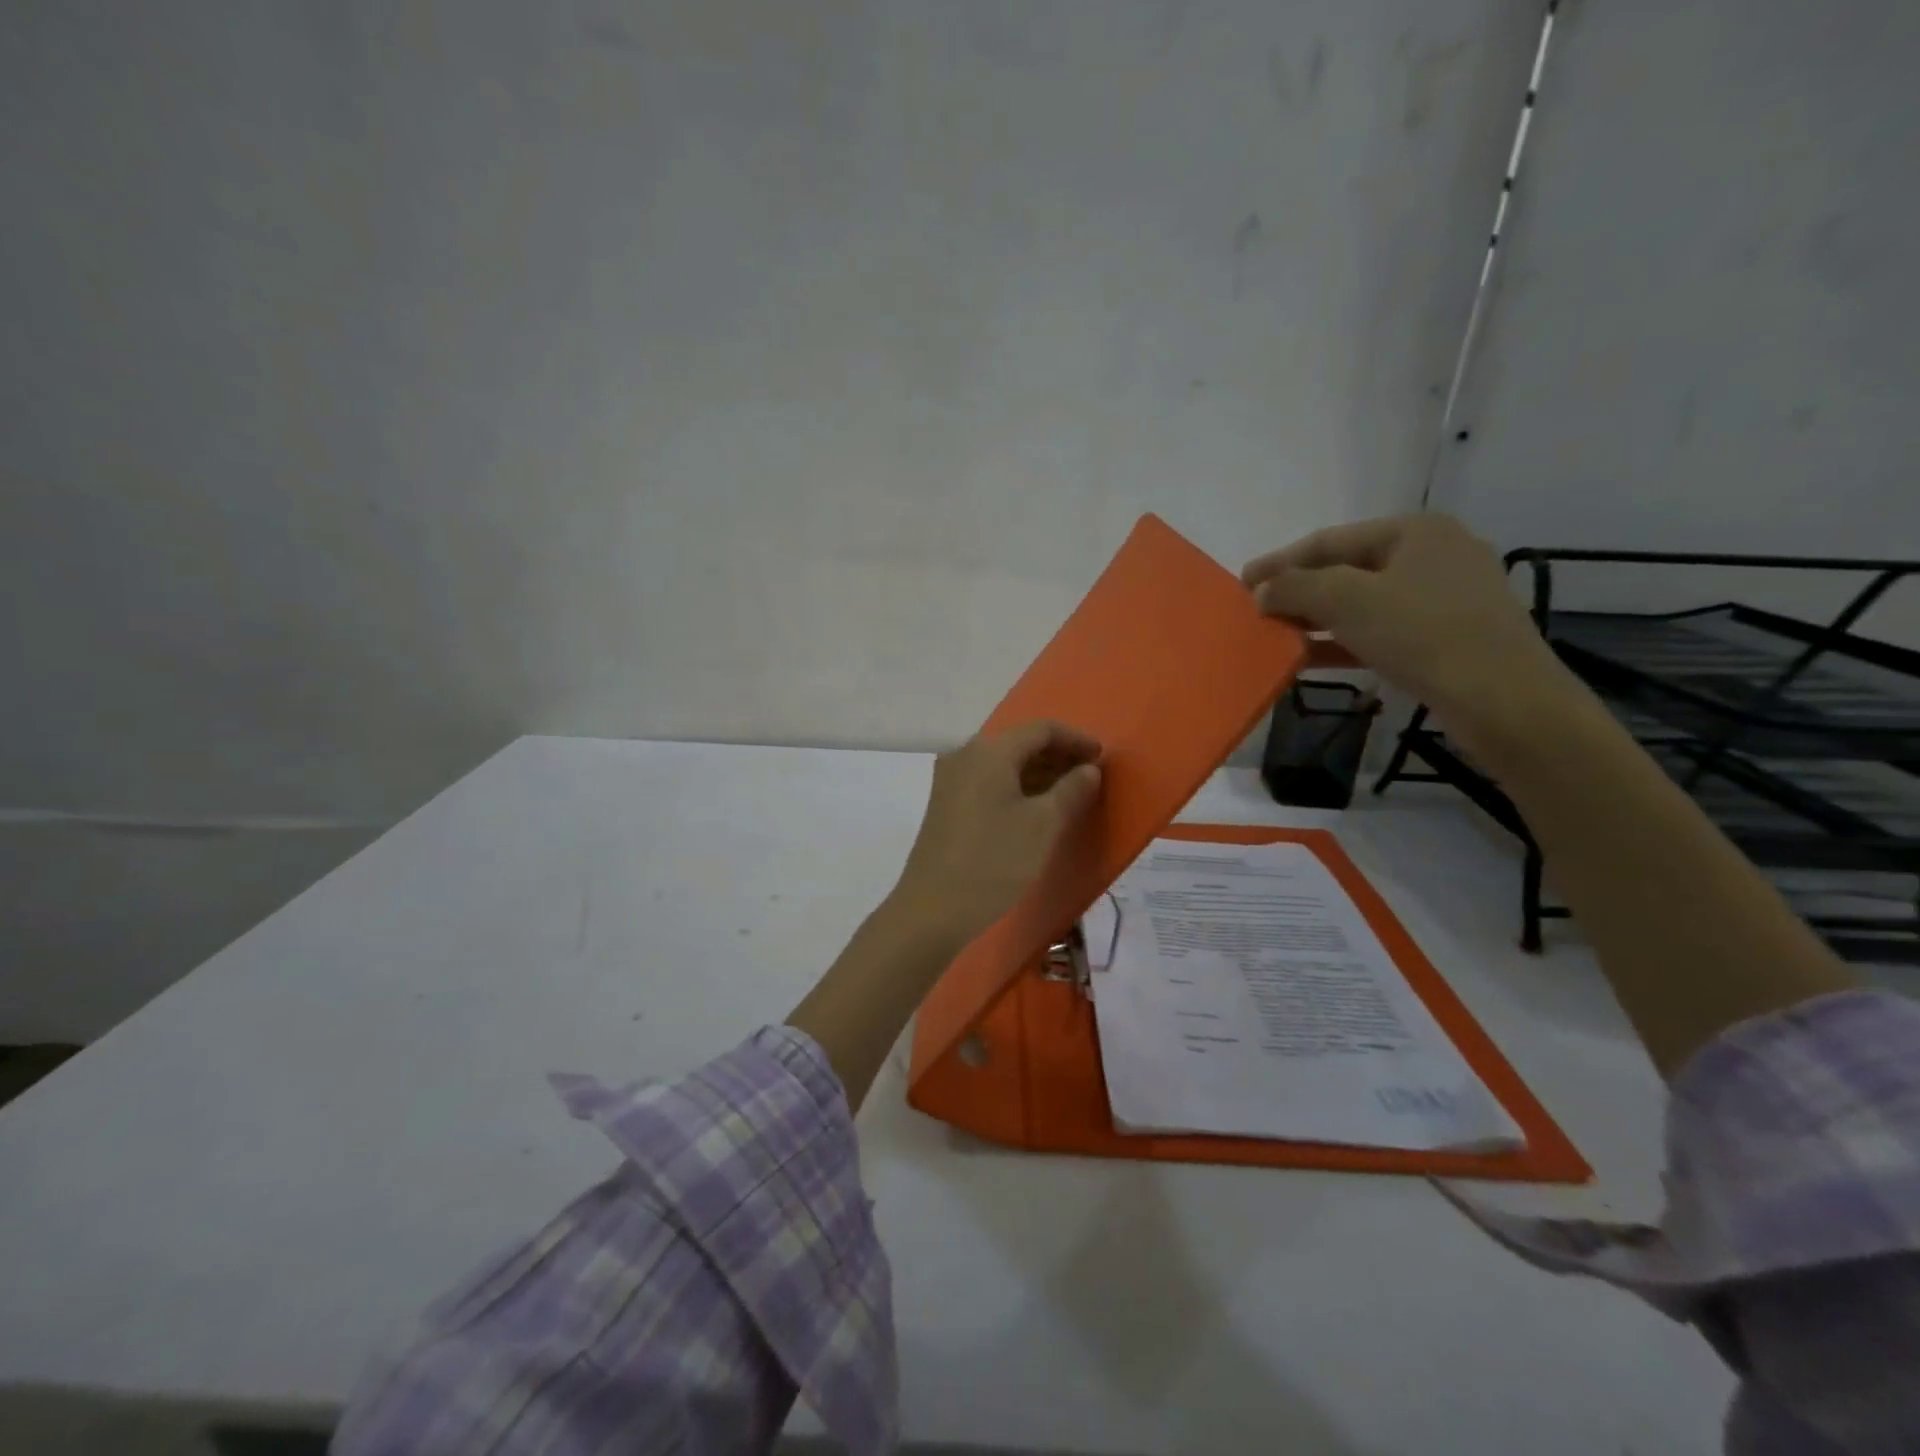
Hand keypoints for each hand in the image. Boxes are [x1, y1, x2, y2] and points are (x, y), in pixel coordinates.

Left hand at [888, 720, 1103, 945]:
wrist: (933, 909)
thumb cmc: (994, 861)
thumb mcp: (1043, 825)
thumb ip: (1072, 789)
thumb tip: (1089, 769)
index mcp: (989, 751)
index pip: (1041, 729)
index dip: (1076, 739)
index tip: (1103, 758)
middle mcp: (965, 755)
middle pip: (1020, 743)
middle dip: (1058, 756)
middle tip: (1090, 777)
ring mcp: (951, 779)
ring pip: (1004, 763)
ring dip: (1039, 773)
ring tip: (1070, 794)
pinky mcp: (945, 803)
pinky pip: (989, 781)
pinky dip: (1017, 787)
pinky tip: (1036, 808)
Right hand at [1241, 515, 1579, 755]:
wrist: (1503, 700)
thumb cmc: (1424, 634)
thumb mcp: (1347, 601)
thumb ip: (1295, 588)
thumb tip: (1261, 591)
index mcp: (1415, 531)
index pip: (1329, 540)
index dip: (1280, 562)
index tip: (1242, 583)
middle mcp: (1434, 554)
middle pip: (1346, 570)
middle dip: (1298, 593)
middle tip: (1257, 613)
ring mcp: (1445, 597)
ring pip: (1363, 603)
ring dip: (1316, 620)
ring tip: (1276, 638)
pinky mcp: (1448, 637)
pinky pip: (1381, 631)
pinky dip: (1343, 642)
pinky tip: (1309, 659)